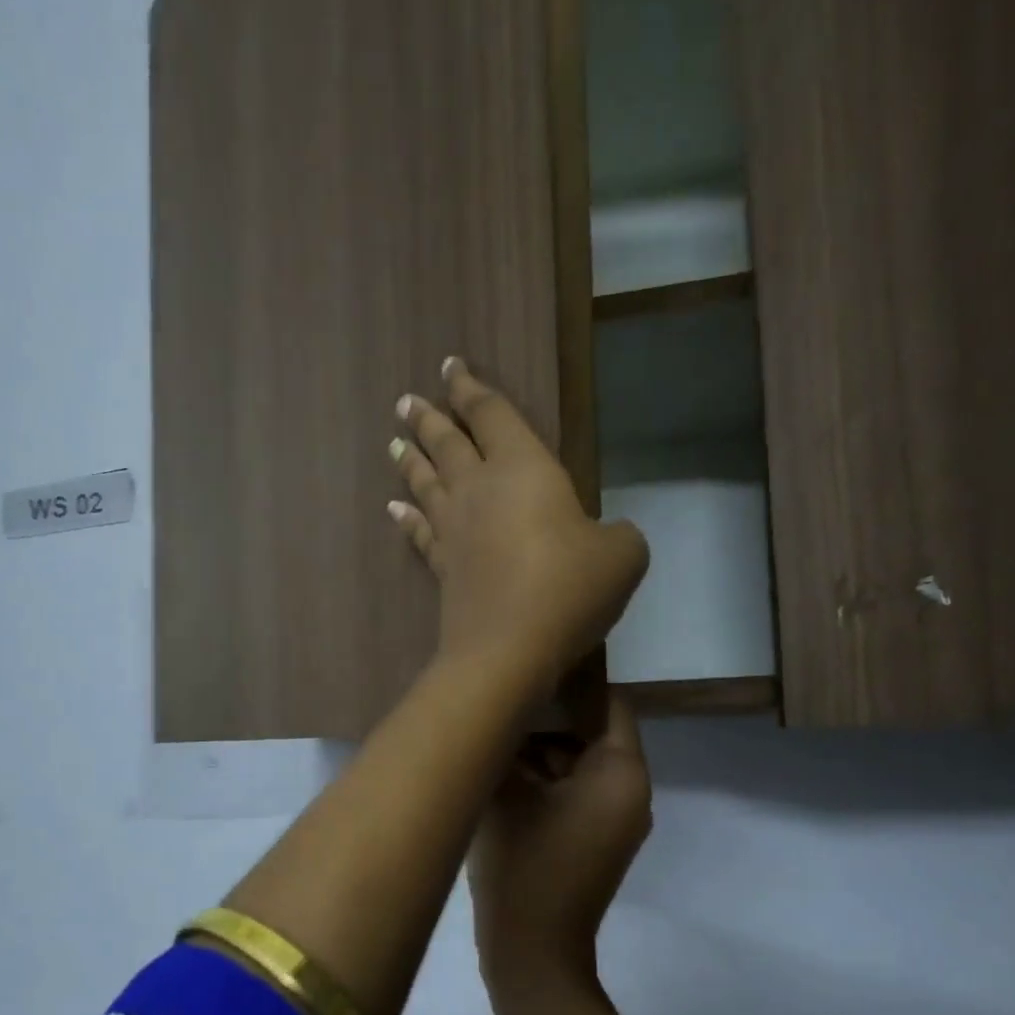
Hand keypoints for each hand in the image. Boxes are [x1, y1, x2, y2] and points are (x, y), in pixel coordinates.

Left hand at [388, 358, 648, 695]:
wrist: (509, 648)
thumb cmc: (569, 589)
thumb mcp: (622, 556)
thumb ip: (619, 535)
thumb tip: (610, 536)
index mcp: (524, 468)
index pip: (492, 414)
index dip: (472, 388)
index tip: (451, 366)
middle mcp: (479, 489)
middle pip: (447, 443)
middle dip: (429, 418)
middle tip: (406, 401)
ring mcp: (454, 530)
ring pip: (425, 482)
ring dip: (410, 459)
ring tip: (394, 442)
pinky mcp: (442, 568)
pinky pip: (419, 533)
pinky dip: (405, 517)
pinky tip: (393, 508)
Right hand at [469, 695, 652, 999]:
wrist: (532, 956)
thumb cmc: (523, 865)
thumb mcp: (506, 793)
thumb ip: (505, 741)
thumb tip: (500, 709)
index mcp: (622, 772)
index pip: (607, 703)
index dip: (568, 681)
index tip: (525, 669)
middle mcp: (631, 791)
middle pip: (590, 733)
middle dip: (544, 719)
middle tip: (497, 705)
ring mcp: (616, 819)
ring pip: (577, 764)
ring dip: (539, 752)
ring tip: (490, 739)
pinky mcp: (596, 841)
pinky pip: (574, 793)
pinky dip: (544, 782)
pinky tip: (499, 775)